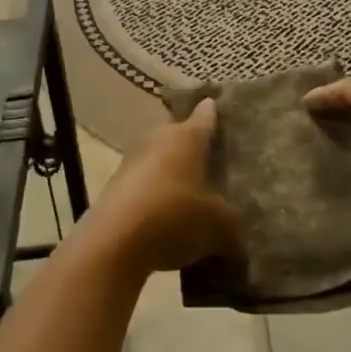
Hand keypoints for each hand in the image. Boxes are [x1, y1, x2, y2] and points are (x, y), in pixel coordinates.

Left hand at [88, 100, 243, 275]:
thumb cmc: (175, 217)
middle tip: (213, 163)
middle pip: (180, 137)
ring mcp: (132, 162)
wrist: (114, 244)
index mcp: (187, 137)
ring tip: (193, 197)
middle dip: (194, 149)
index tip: (220, 107)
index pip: (205, 116)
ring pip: (160, 161)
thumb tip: (236, 238)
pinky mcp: (115, 187)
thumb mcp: (219, 226)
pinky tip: (167, 220)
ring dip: (173, 175)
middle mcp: (157, 139)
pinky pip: (144, 185)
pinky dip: (156, 197)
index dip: (215, 113)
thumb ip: (232, 225)